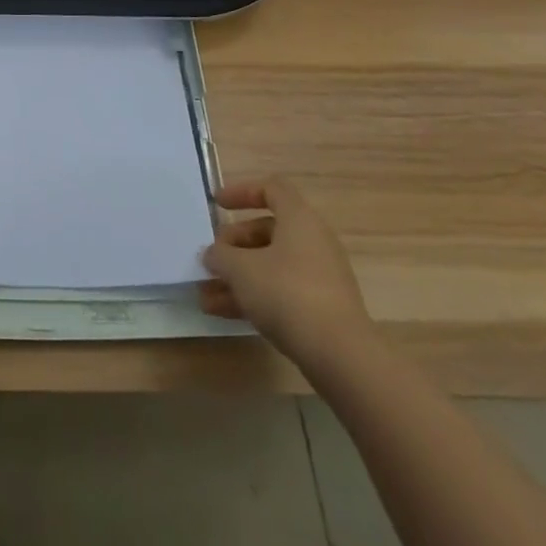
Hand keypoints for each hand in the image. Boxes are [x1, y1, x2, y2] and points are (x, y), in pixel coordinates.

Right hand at [199, 176, 372, 369]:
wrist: (340, 356)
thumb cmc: (287, 293)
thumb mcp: (241, 269)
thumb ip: (220, 256)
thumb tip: (214, 255)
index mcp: (299, 219)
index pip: (271, 189)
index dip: (242, 192)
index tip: (217, 204)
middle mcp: (313, 242)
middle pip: (266, 231)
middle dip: (233, 245)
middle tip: (211, 259)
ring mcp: (319, 278)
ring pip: (270, 266)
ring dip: (237, 278)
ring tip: (205, 296)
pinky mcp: (321, 309)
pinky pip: (280, 292)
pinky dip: (253, 298)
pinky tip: (223, 314)